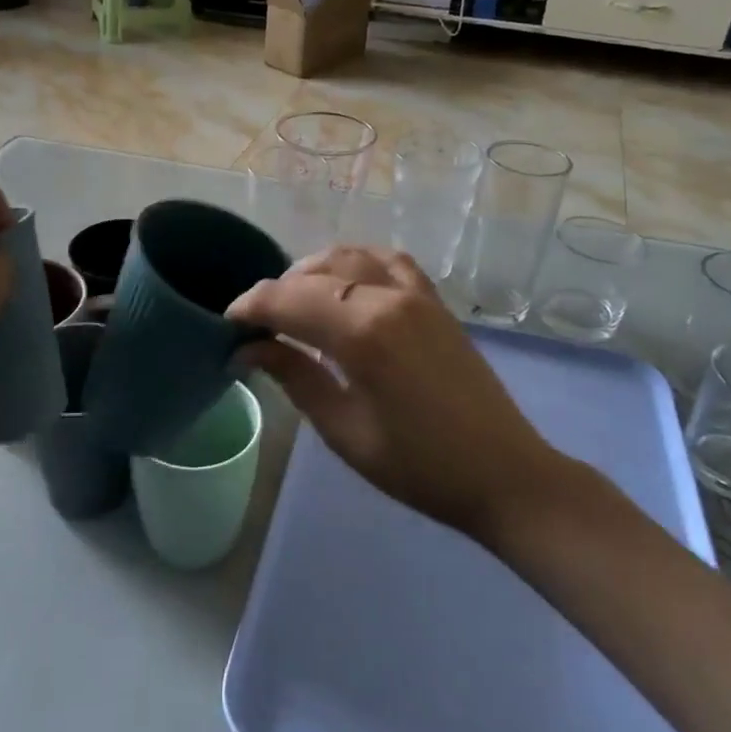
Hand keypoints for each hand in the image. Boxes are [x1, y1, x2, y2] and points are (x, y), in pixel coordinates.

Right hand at [229, 246, 561, 545]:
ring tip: (293, 302)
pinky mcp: (435, 301)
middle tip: (255, 324)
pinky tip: (345, 284)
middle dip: (275, 292)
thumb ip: (294, 377)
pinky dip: (356, 263)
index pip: (287, 300)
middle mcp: (387, 297)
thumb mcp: (344, 429)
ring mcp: (417, 294)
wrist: (503, 474)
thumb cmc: (417, 466)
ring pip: (349, 257)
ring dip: (312, 272)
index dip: (250, 307)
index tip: (227, 325)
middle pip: (314, 275)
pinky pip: (388, 261)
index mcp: (362, 333)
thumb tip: (247, 349)